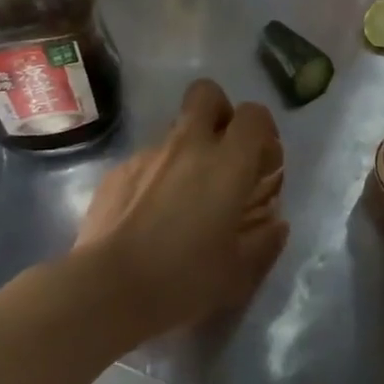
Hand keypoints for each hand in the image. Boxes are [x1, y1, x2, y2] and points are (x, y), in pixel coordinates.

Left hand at [72, 79, 288, 338]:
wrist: (107, 290)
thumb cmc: (184, 279)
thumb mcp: (239, 273)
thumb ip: (264, 242)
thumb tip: (276, 224)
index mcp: (227, 163)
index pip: (254, 115)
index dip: (263, 131)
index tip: (262, 164)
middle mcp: (188, 146)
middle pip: (207, 94)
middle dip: (220, 113)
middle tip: (223, 154)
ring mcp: (148, 154)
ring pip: (175, 130)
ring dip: (187, 150)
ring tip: (183, 197)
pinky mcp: (117, 171)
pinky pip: (146, 161)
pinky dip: (155, 177)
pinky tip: (149, 216)